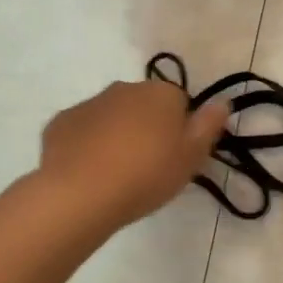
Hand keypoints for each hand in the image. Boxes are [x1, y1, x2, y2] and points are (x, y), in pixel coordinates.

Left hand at [39, 78, 229, 231]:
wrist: (80, 193)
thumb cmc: (146, 174)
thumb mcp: (192, 157)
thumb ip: (209, 125)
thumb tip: (222, 102)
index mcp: (161, 93)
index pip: (180, 102)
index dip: (181, 129)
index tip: (176, 156)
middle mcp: (125, 88)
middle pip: (144, 105)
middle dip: (148, 127)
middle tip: (149, 166)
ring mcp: (89, 103)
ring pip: (112, 116)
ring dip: (117, 135)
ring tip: (117, 173)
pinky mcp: (60, 122)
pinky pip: (82, 130)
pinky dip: (87, 145)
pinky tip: (89, 172)